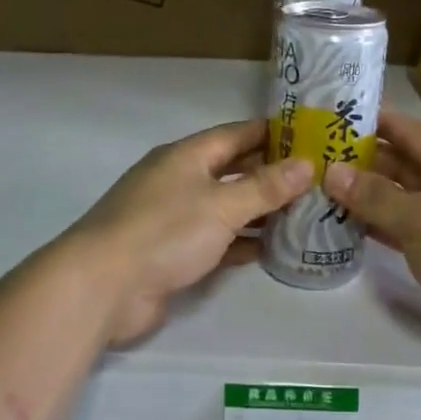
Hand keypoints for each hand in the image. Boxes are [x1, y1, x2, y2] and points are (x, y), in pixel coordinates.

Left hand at [69, 119, 314, 345]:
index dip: (271, 132)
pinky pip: (218, 241)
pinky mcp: (174, 254)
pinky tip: (275, 248)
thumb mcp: (221, 205)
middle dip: (271, 173)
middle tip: (317, 177)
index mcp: (186, 156)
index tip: (309, 135)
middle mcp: (180, 181)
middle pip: (233, 170)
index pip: (236, 134)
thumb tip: (307, 164)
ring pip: (227, 207)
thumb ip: (265, 187)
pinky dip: (243, 242)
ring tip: (306, 212)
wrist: (103, 287)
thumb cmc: (164, 232)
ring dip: (261, 210)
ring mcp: (175, 219)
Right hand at [325, 109, 420, 353]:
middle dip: (363, 161)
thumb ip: (373, 195)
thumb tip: (331, 171)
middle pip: (404, 165)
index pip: (408, 130)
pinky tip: (348, 229)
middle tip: (315, 158)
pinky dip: (381, 229)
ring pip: (403, 201)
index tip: (334, 115)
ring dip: (368, 198)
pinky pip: (407, 233)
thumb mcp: (419, 218)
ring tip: (322, 191)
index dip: (373, 121)